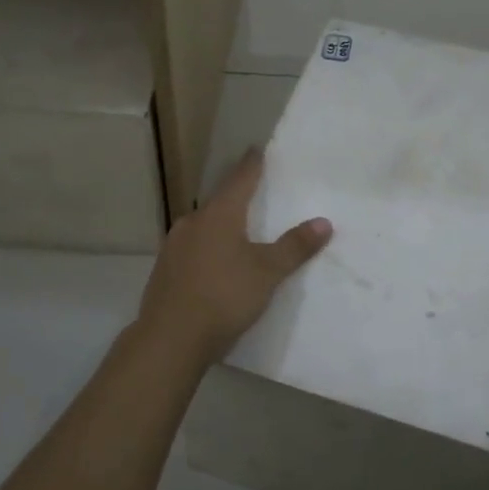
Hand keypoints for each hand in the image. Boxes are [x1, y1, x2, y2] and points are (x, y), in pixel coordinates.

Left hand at [134, 148, 331, 368]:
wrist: (169, 339)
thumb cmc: (223, 297)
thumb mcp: (267, 273)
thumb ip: (294, 247)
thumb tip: (324, 222)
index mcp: (218, 215)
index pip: (239, 179)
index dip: (251, 165)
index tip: (257, 150)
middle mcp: (192, 222)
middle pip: (219, 203)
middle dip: (236, 199)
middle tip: (254, 195)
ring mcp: (173, 247)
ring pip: (203, 227)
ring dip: (220, 227)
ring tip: (238, 233)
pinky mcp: (164, 271)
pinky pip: (192, 250)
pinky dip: (207, 250)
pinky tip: (215, 266)